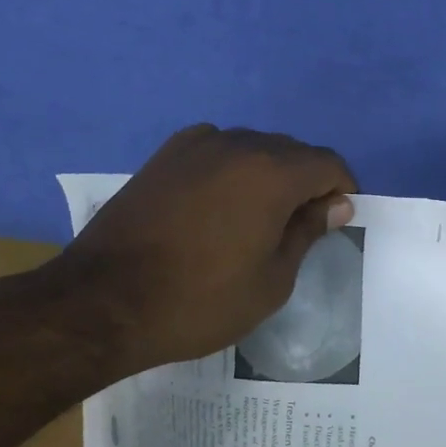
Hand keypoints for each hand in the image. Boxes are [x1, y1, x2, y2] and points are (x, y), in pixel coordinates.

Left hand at [26, 125, 357, 376]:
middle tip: (301, 225)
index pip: (327, 163)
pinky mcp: (165, 155)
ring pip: (253, 147)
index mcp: (272, 172)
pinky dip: (231, 168)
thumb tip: (335, 204)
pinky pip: (216, 149)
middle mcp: (238, 144)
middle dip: (307, 181)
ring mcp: (197, 145)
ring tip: (258, 216)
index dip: (342, 190)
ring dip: (269, 173)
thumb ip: (308, 232)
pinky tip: (219, 201)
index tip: (337, 221)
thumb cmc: (198, 299)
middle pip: (292, 151)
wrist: (102, 302)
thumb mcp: (271, 280)